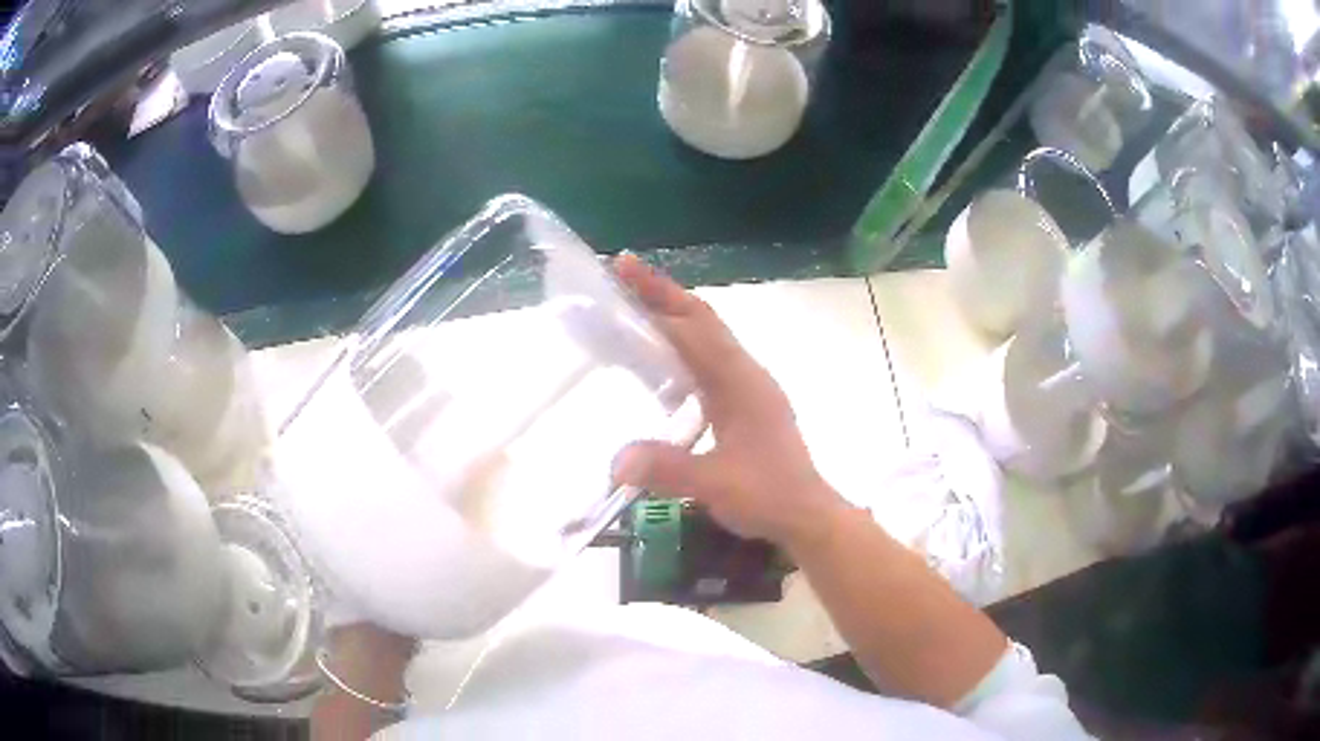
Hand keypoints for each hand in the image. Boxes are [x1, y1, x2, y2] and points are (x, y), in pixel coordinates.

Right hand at [613, 255, 847, 550]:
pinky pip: (706, 362)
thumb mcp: (717, 485)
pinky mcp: (743, 404)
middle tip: (620, 275)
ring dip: (672, 318)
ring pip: (706, 339)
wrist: (806, 515)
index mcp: (741, 382)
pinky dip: (679, 348)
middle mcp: (744, 374)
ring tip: (631, 310)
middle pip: (702, 321)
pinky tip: (657, 364)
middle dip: (663, 295)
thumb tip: (615, 460)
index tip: (624, 267)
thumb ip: (669, 470)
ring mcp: (746, 388)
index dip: (660, 294)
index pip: (696, 325)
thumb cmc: (769, 496)